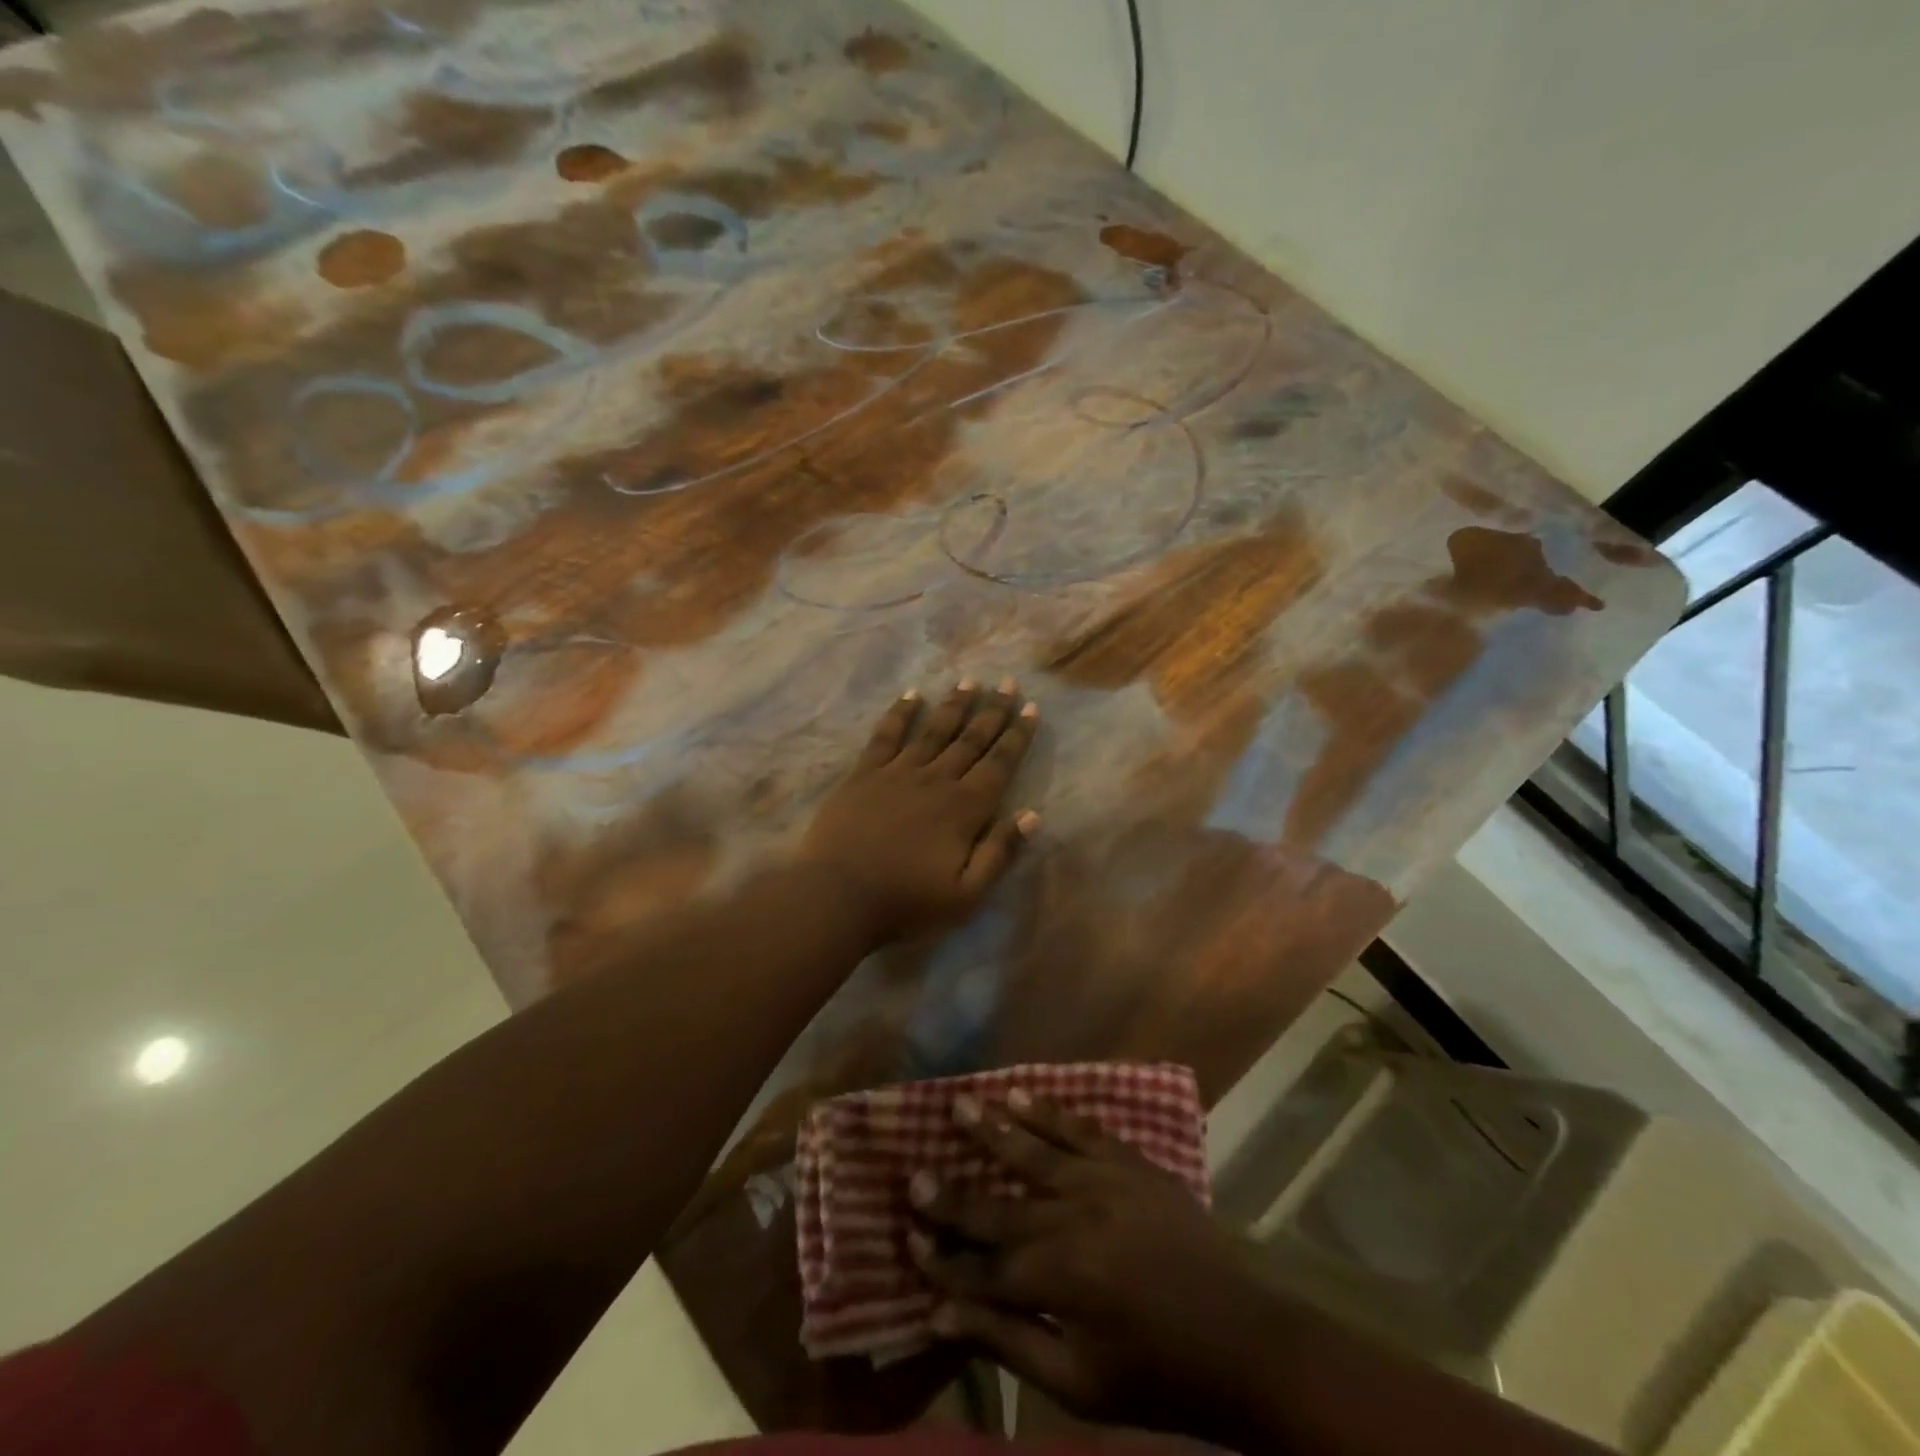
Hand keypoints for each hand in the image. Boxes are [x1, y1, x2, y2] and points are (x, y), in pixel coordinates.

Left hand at [800, 680, 1041, 945]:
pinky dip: (900, 713)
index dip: (1017, 736)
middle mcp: (936, 780)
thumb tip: (1032, 815)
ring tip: (970, 681)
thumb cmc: (905, 903)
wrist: (836, 896)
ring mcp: (897, 773)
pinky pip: (886, 736)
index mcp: (964, 808)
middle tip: (1007, 682)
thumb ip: (1000, 853)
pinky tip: (912, 695)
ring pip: (933, 731)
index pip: (999, 764)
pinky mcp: (864, 774)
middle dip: (992, 710)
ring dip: (954, 705)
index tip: (1030, 708)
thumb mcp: (966, 895)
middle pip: (970, 739)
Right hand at [908, 1096, 1273, 1442]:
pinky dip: (1049, 1111)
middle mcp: (1072, 1219)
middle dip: (953, 1194)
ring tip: (959, 1103)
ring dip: (992, 1129)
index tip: (909, 1238)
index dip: (943, 1258)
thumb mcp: (1080, 1383)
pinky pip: (1081, 1129)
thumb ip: (1010, 1341)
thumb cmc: (1158, 1373)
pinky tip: (1021, 1094)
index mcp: (1059, 1279)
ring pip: (1034, 1151)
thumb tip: (943, 1313)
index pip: (983, 1268)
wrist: (1243, 1339)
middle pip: (998, 1205)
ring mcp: (1103, 1183)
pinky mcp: (1130, 1163)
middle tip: (914, 1172)